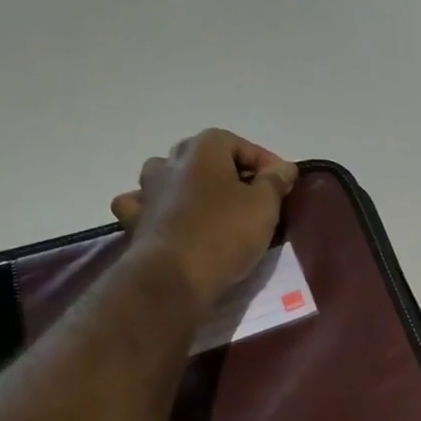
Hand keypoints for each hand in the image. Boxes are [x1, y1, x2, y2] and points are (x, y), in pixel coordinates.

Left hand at [110, 130, 298, 299]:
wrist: (174, 276)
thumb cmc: (224, 233)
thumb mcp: (264, 205)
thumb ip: (275, 181)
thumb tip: (284, 167)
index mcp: (202, 149)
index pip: (239, 144)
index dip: (264, 163)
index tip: (283, 185)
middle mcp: (170, 161)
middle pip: (204, 157)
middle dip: (230, 173)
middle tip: (253, 197)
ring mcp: (147, 189)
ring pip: (172, 176)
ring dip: (192, 186)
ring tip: (213, 207)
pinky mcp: (136, 220)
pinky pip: (147, 204)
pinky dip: (159, 207)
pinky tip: (171, 218)